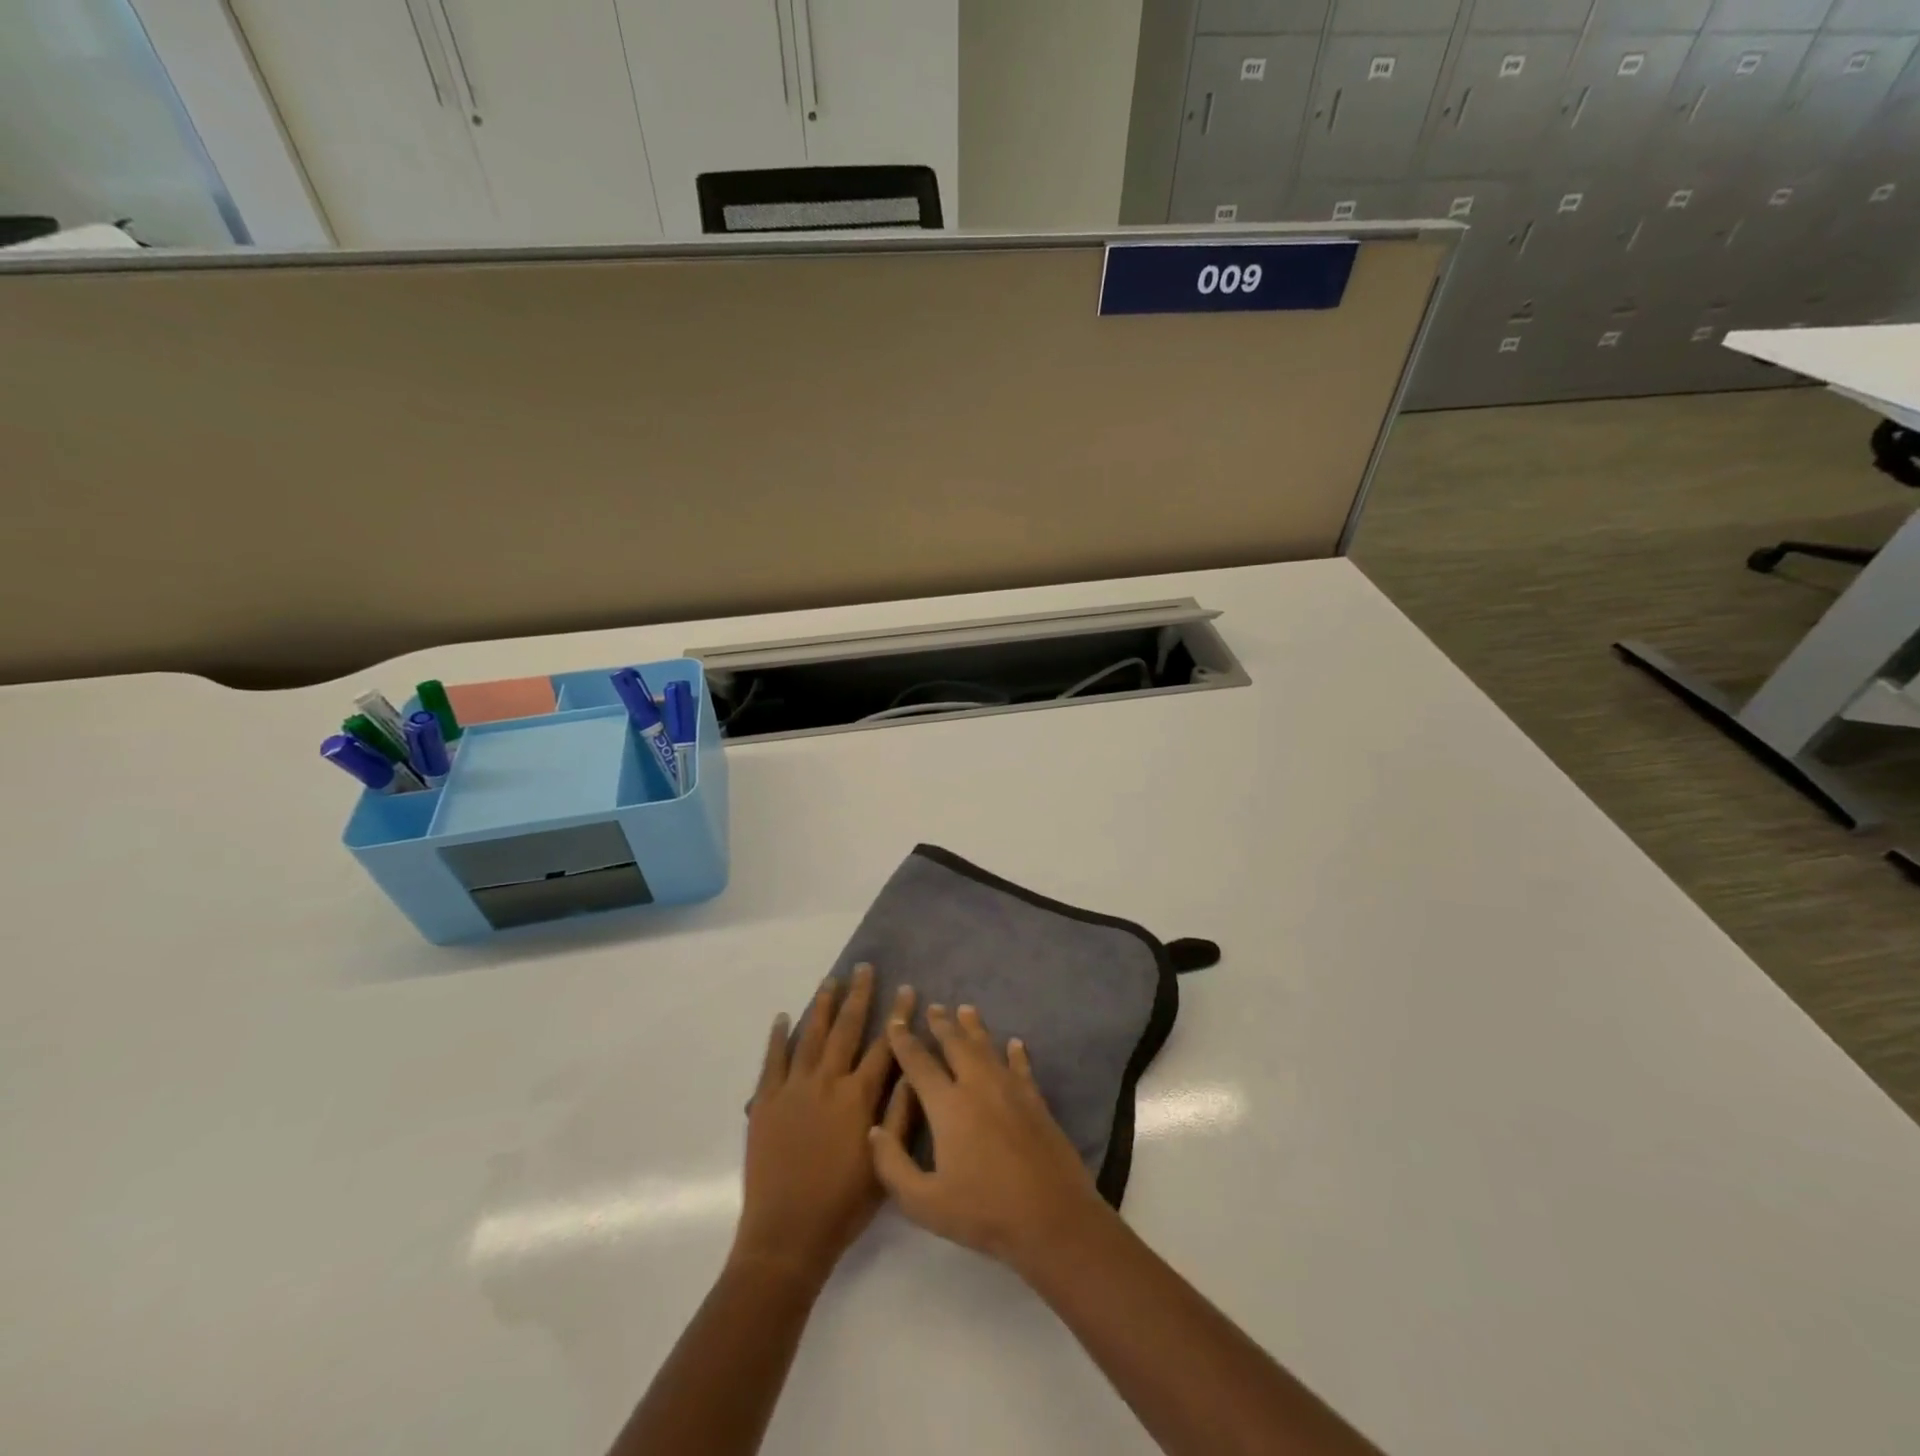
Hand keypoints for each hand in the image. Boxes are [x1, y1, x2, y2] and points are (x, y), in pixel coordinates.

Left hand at [734, 965, 914, 1283]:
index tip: (908, 990)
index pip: (885, 1046)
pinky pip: (773, 1060)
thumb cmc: (843, 1205)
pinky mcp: (765, 1101)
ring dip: (822, 1006)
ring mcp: (793, 1088)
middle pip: (847, 1029)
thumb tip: (911, 1072)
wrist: (786, 1235)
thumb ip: (899, 1116)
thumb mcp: (884, 1165)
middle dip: (859, 996)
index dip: (898, 1016)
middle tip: (864, 968)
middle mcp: (827, 1082)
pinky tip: (784, 1017)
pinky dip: (778, 1036)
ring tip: (831, 980)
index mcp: (858, 1097)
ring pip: (811, 1035)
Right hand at [869, 1003, 1109, 1274]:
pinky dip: (1016, 1052)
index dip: (904, 1041)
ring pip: (987, 1047)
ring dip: (974, 1027)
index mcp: (948, 1106)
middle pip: (956, 1044)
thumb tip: (875, 1129)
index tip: (896, 1021)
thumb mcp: (924, 1203)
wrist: (1051, 1217)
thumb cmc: (983, 1212)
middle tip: (933, 1006)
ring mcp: (1010, 1089)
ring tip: (966, 1009)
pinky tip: (1015, 1043)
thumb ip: (893, 1165)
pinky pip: (1021, 1066)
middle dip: (942, 1024)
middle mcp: (977, 1085)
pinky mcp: (1035, 1100)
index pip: (919, 1063)